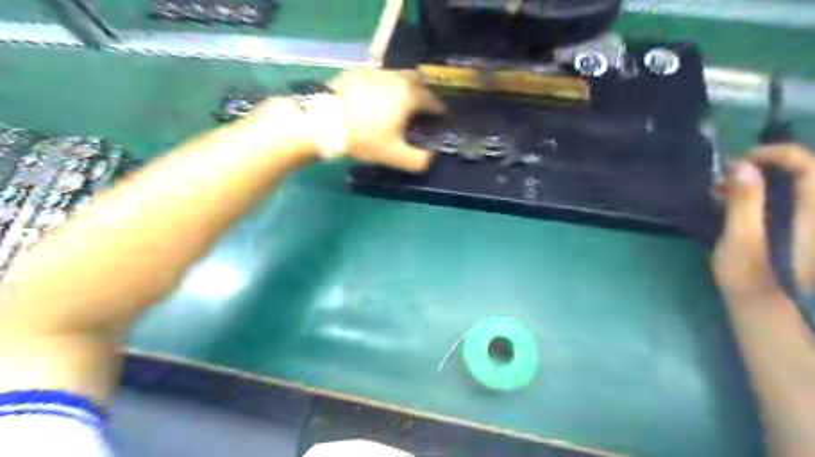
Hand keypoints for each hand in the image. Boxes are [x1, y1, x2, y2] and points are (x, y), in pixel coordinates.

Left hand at [331, 69, 444, 170]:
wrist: (323, 121)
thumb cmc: (364, 138)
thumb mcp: (394, 156)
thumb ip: (419, 160)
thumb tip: (432, 156)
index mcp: (409, 95)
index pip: (434, 101)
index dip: (440, 112)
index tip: (440, 120)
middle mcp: (397, 77)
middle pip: (419, 82)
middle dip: (425, 95)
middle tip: (422, 111)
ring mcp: (377, 72)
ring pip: (400, 77)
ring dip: (406, 89)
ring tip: (400, 105)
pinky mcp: (359, 72)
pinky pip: (381, 77)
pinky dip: (387, 86)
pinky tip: (378, 99)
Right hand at [714, 143, 814, 306]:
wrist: (766, 312)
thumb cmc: (750, 280)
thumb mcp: (740, 242)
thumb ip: (744, 204)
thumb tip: (742, 167)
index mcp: (812, 215)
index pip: (809, 167)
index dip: (777, 154)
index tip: (739, 161)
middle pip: (804, 173)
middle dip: (765, 166)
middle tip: (727, 177)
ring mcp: (809, 224)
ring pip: (796, 186)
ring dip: (762, 179)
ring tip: (727, 188)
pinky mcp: (798, 231)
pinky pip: (790, 199)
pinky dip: (765, 193)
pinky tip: (739, 202)